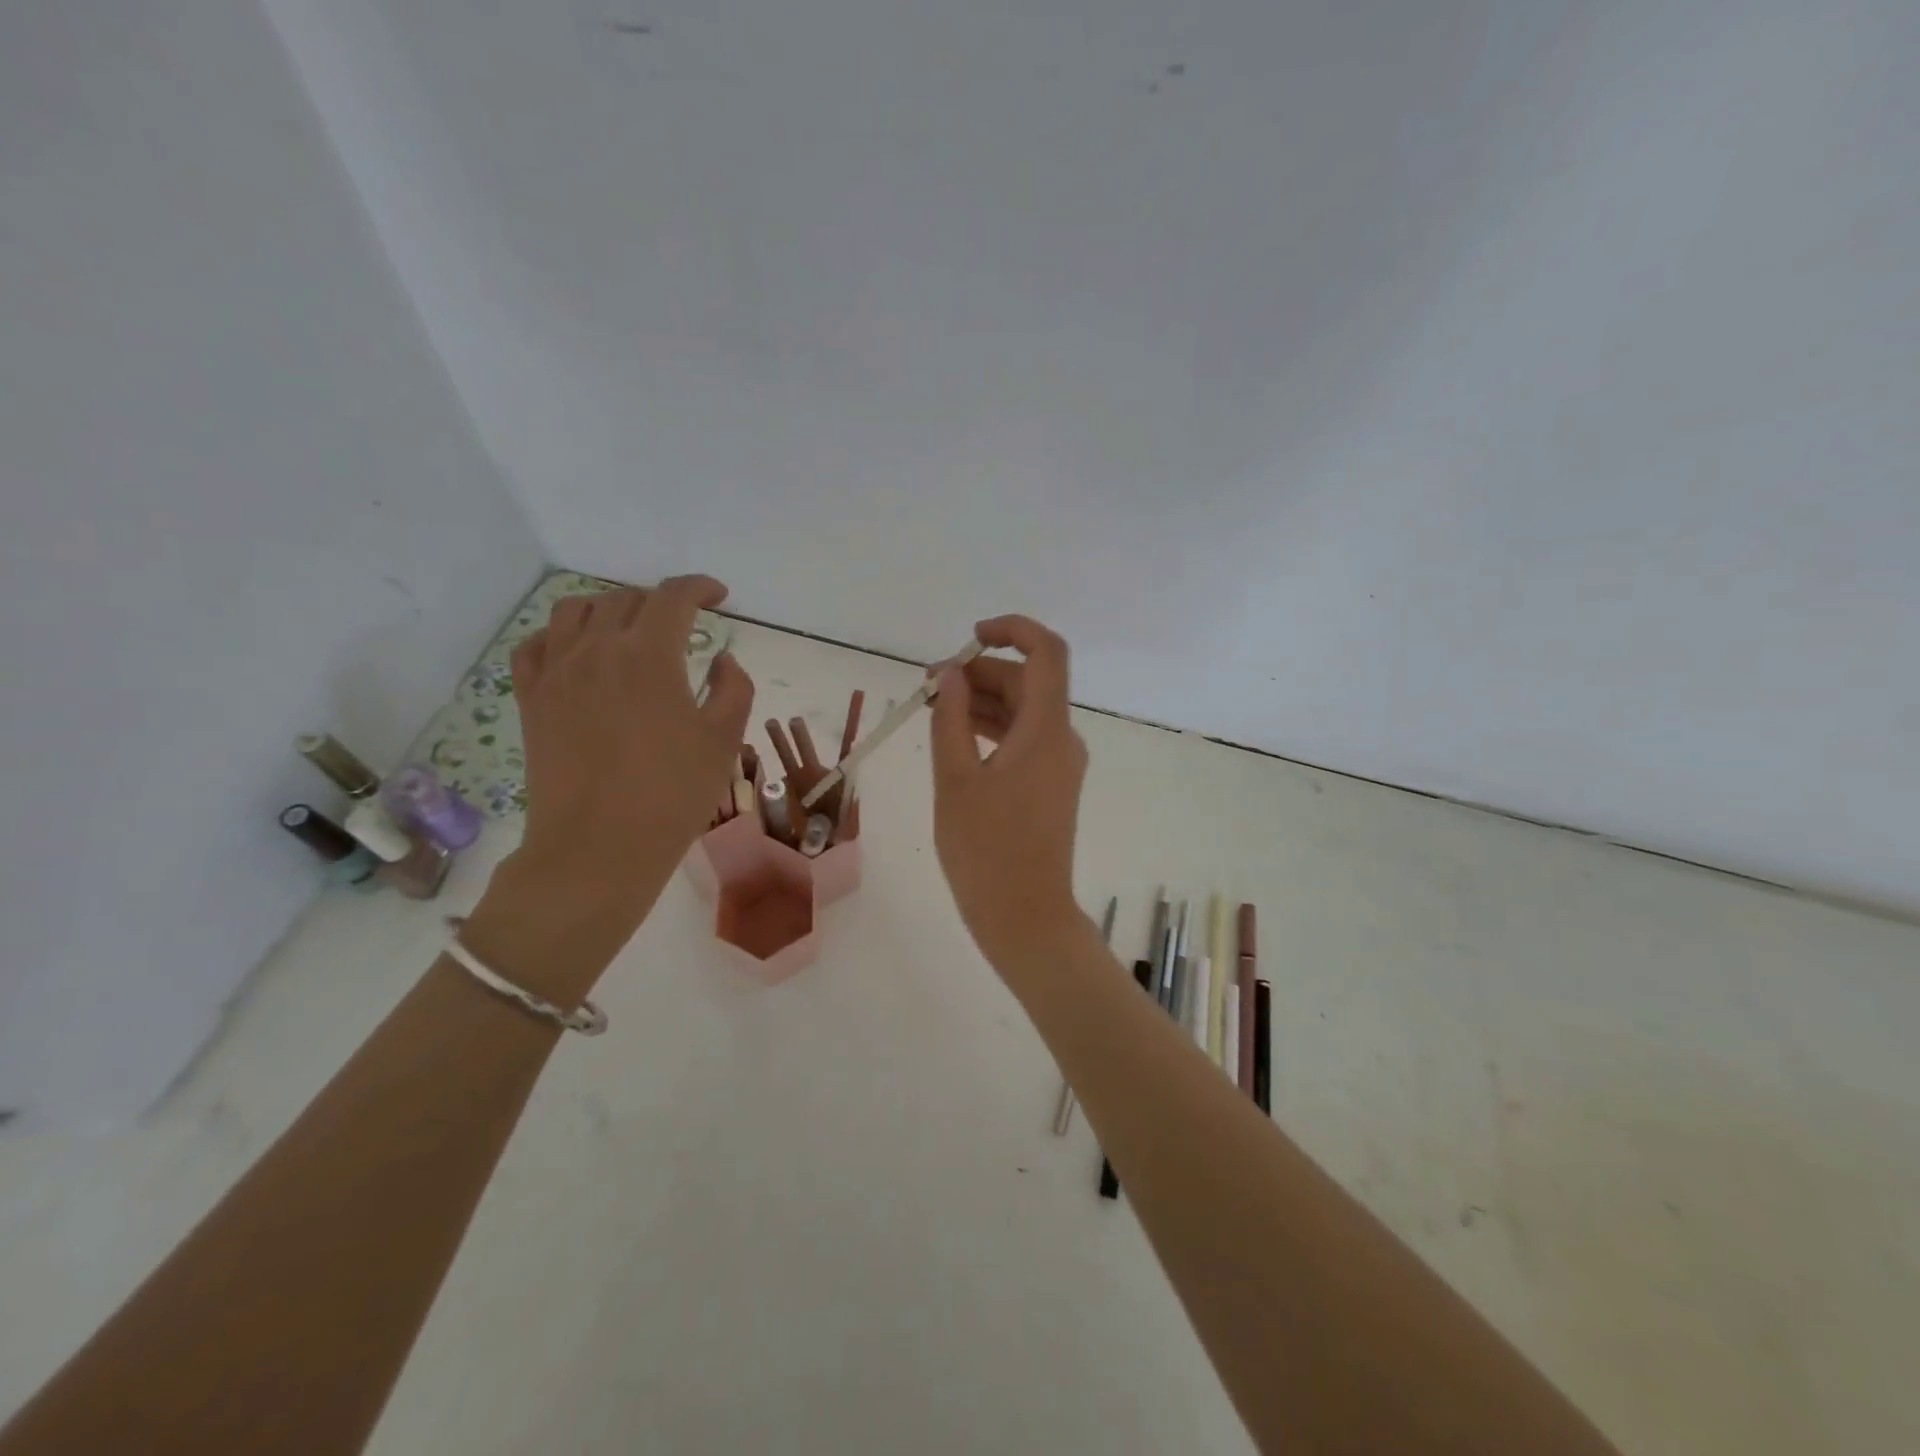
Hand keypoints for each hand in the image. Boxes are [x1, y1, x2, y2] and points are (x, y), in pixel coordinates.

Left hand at [504, 575, 753, 921]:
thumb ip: (734, 688)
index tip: (718, 596)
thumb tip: (722, 660)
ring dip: (609, 608)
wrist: (598, 847)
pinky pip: (536, 645)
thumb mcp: (725, 739)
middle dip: (661, 602)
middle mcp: (597, 649)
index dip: (700, 587)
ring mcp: (556, 671)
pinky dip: (560, 635)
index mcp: (649, 654)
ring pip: (576, 610)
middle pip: (627, 599)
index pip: (674, 596)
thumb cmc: (673, 794)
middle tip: (682, 624)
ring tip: (628, 628)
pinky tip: (577, 651)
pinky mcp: (531, 698)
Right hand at [929, 615, 1088, 968]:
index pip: (1047, 653)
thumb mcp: (955, 780)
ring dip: (981, 702)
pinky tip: (955, 737)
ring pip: (1023, 712)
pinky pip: (1022, 740)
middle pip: (1028, 683)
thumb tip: (952, 674)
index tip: (969, 638)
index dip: (1012, 631)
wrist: (1025, 917)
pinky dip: (991, 730)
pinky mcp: (1050, 785)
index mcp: (1045, 730)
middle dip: (980, 673)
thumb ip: (951, 719)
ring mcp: (1058, 764)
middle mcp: (1061, 739)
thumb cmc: (986, 851)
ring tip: (932, 707)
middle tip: (929, 686)